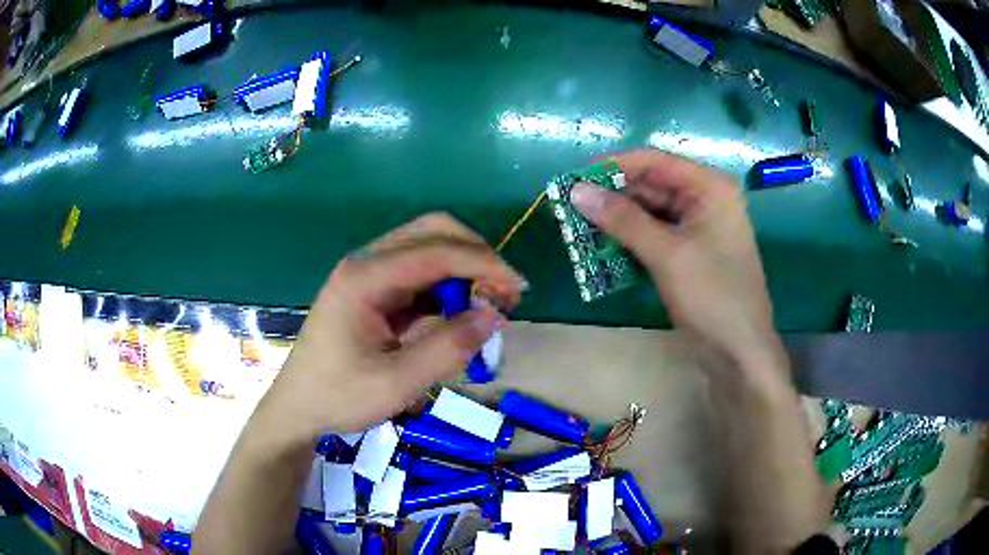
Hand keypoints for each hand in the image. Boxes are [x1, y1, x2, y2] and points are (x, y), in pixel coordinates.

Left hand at [265, 213, 525, 436]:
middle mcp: (367, 264)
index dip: (483, 264)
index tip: (517, 289)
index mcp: (364, 278)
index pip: (436, 251)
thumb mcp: (397, 383)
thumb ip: (447, 349)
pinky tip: (460, 315)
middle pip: (432, 232)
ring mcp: (369, 275)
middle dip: (475, 255)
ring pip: (428, 250)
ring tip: (490, 304)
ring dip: (464, 270)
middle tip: (504, 291)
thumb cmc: (339, 397)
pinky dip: (448, 289)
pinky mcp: (374, 291)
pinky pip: (420, 276)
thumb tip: (493, 316)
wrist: (298, 408)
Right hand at [571, 150, 779, 371]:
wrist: (738, 351)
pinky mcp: (688, 251)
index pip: (654, 162)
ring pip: (648, 212)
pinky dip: (629, 241)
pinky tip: (602, 250)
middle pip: (650, 186)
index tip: (574, 179)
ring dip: (617, 222)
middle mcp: (704, 199)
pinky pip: (653, 235)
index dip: (613, 167)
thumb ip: (622, 220)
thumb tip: (576, 191)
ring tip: (578, 230)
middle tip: (570, 209)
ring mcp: (697, 227)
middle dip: (612, 198)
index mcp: (709, 187)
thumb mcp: (667, 254)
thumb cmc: (712, 296)